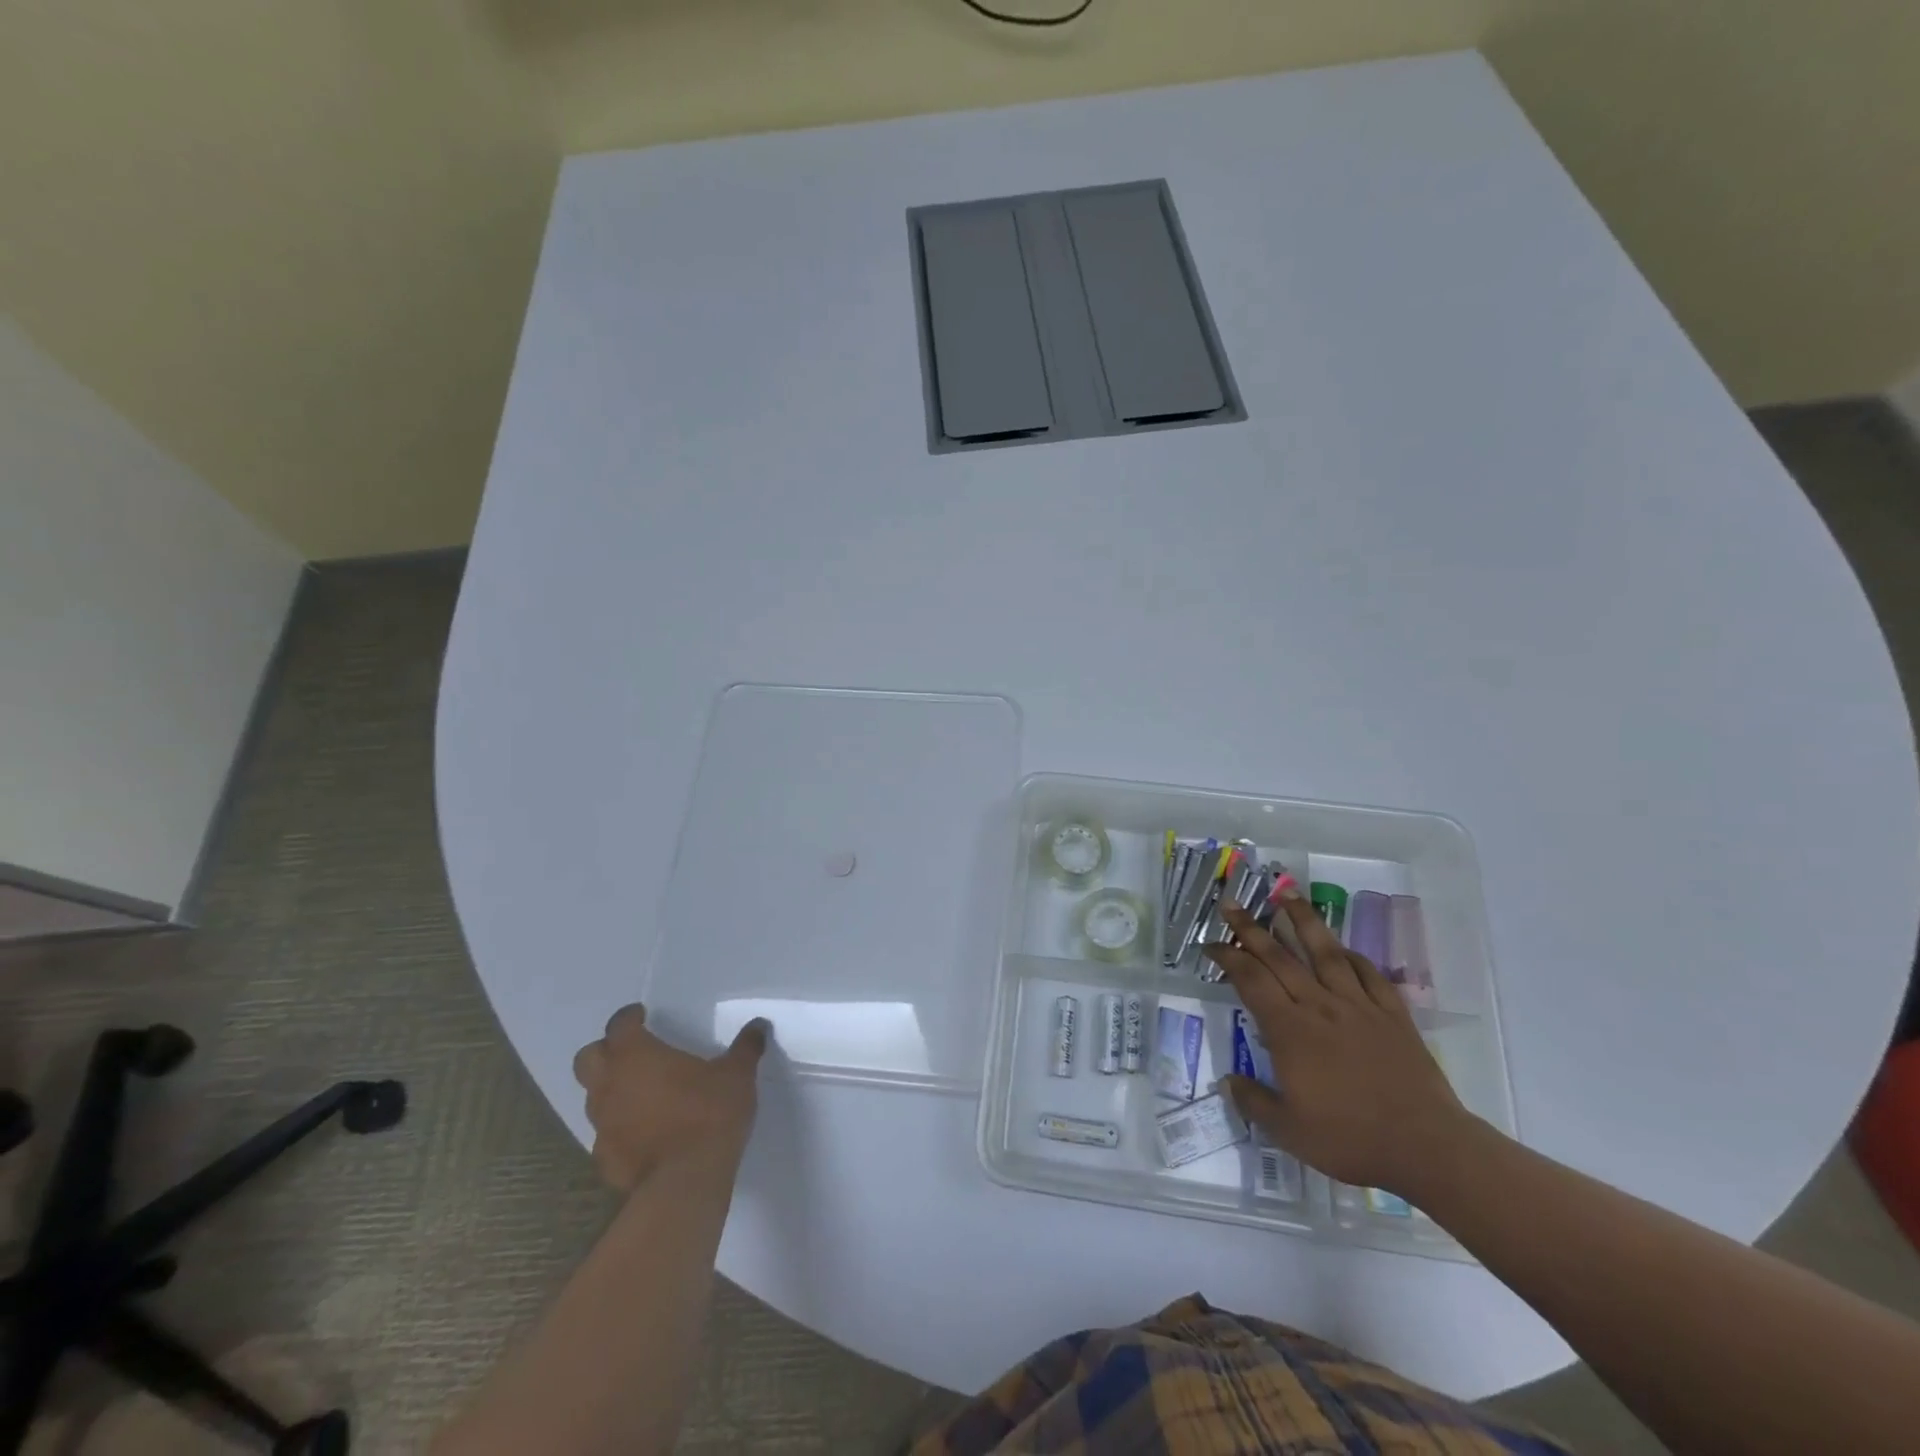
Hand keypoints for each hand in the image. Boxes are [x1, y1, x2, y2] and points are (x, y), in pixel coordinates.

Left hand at [571, 1005, 768, 1191]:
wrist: (686, 1181)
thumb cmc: (709, 1113)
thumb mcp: (737, 1075)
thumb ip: (745, 1048)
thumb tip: (758, 1027)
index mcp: (636, 1056)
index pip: (619, 1026)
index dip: (629, 1018)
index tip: (642, 1015)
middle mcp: (610, 1086)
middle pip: (587, 1059)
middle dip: (604, 1052)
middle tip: (631, 1052)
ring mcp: (603, 1126)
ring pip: (593, 1099)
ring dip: (611, 1091)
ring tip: (641, 1094)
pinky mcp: (605, 1160)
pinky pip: (605, 1136)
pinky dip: (620, 1129)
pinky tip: (644, 1134)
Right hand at [1203, 891, 1468, 1193]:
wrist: (1426, 1147)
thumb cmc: (1350, 1140)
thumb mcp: (1289, 1131)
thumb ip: (1254, 1101)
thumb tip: (1227, 1081)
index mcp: (1289, 1030)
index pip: (1250, 980)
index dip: (1227, 957)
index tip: (1210, 944)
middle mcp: (1319, 1007)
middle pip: (1279, 957)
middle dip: (1251, 928)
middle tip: (1231, 904)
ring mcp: (1359, 1007)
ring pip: (1325, 952)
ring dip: (1303, 921)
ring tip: (1286, 895)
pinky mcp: (1392, 1015)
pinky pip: (1369, 974)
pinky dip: (1352, 957)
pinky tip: (1343, 949)